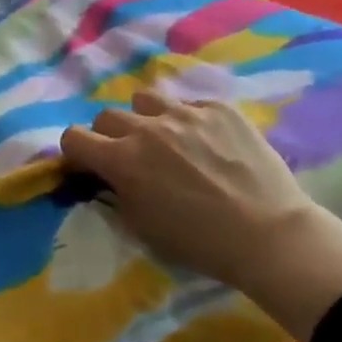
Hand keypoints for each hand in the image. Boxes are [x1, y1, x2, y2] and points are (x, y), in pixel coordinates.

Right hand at [60, 91, 341, 341]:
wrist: (267, 234)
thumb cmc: (198, 241)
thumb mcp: (141, 225)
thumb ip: (117, 192)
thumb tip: (108, 176)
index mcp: (121, 160)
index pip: (73, 137)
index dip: (75, 152)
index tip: (88, 164)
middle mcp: (147, 128)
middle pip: (107, 115)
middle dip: (109, 135)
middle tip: (128, 156)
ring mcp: (186, 113)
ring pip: (146, 99)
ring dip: (145, 118)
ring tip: (164, 138)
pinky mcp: (220, 109)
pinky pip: (190, 105)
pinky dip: (188, 121)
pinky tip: (207, 143)